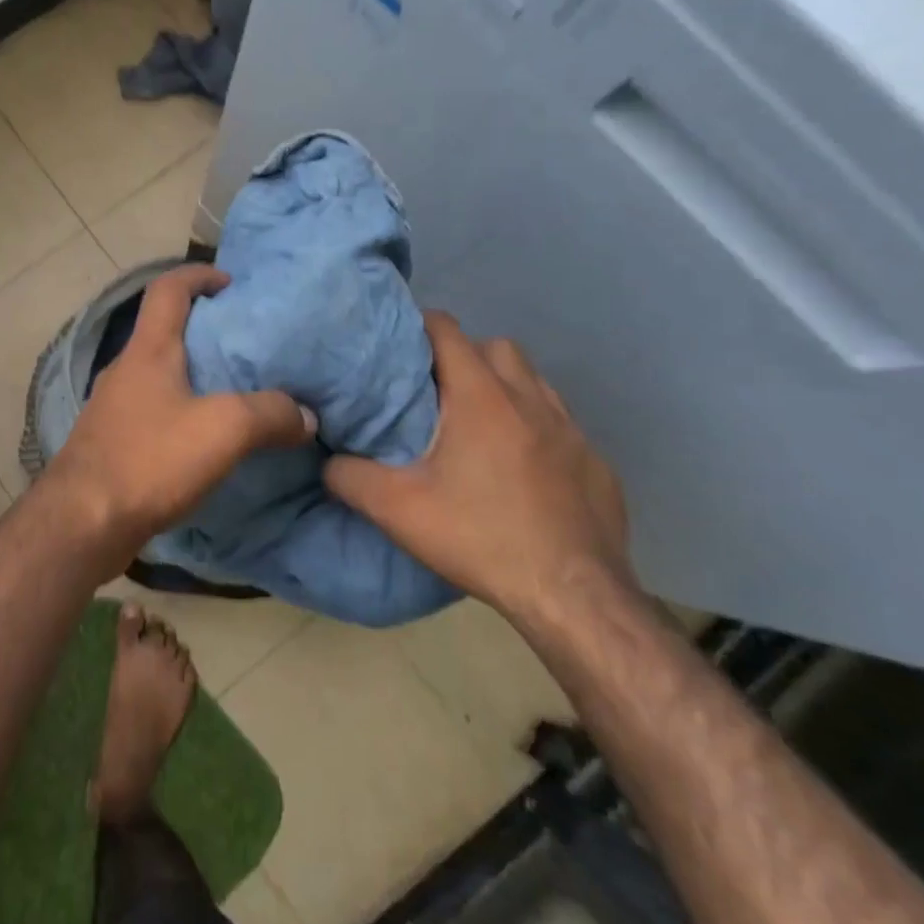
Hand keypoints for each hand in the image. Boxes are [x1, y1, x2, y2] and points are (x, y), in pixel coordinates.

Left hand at [50, 264, 315, 559]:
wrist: (83, 521)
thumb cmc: (150, 459)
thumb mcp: (224, 429)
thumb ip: (270, 414)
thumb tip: (305, 415)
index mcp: (148, 350)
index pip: (168, 288)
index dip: (198, 275)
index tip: (231, 283)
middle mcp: (125, 369)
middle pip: (163, 330)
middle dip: (204, 329)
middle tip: (247, 345)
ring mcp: (113, 406)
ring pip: (158, 374)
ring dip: (192, 375)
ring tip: (235, 392)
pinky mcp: (112, 441)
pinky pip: (153, 411)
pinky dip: (180, 411)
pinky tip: (205, 440)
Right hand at [325, 311, 630, 622]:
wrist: (574, 596)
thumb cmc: (481, 538)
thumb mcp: (396, 510)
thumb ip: (349, 476)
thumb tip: (327, 460)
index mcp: (481, 397)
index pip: (447, 330)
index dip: (418, 327)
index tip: (397, 347)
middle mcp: (530, 400)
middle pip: (495, 347)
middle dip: (464, 356)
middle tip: (436, 393)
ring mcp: (571, 430)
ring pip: (533, 382)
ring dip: (504, 388)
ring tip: (477, 425)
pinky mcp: (596, 462)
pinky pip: (560, 424)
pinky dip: (535, 428)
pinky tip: (521, 469)